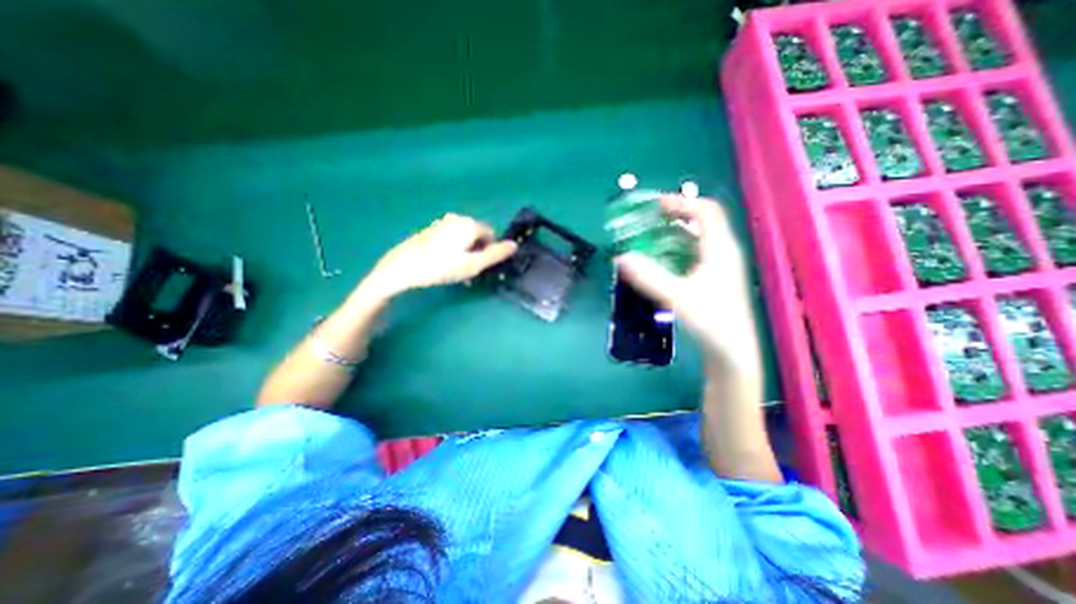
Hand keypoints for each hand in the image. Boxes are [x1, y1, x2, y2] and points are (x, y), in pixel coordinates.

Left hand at [363, 212, 519, 297]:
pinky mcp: (430, 231)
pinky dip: (453, 251)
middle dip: (477, 253)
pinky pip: (450, 240)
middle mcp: (457, 219)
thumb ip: (496, 254)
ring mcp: (442, 224)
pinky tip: (444, 265)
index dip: (490, 252)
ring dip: (465, 254)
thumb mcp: (473, 264)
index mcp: (469, 224)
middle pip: (477, 236)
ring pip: (463, 239)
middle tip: (468, 273)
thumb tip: (515, 245)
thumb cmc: (440, 267)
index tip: (481, 268)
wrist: (401, 267)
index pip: (491, 235)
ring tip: (456, 272)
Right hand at [614, 197, 753, 366]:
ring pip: (701, 240)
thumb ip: (648, 276)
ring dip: (677, 234)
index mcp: (720, 249)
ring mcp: (722, 268)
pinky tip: (665, 263)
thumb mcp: (676, 296)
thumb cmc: (711, 321)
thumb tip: (621, 258)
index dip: (682, 203)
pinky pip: (698, 255)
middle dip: (678, 216)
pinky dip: (680, 251)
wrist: (733, 353)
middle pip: (704, 223)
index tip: (656, 205)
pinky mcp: (717, 281)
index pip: (706, 212)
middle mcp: (724, 253)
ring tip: (653, 238)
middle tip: (651, 220)